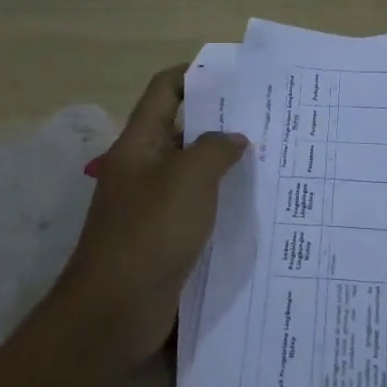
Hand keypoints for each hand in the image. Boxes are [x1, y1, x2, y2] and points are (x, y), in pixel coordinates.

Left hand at [51, 64, 248, 369]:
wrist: (114, 312)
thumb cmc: (149, 233)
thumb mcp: (188, 180)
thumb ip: (215, 150)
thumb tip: (234, 139)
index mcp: (139, 143)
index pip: (165, 90)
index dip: (195, 74)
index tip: (236, 75)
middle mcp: (144, 168)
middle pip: (183, 129)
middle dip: (221, 121)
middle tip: (269, 117)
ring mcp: (153, 205)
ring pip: (194, 171)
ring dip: (226, 164)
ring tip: (272, 156)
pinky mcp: (165, 238)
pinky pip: (198, 208)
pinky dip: (222, 201)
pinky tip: (256, 204)